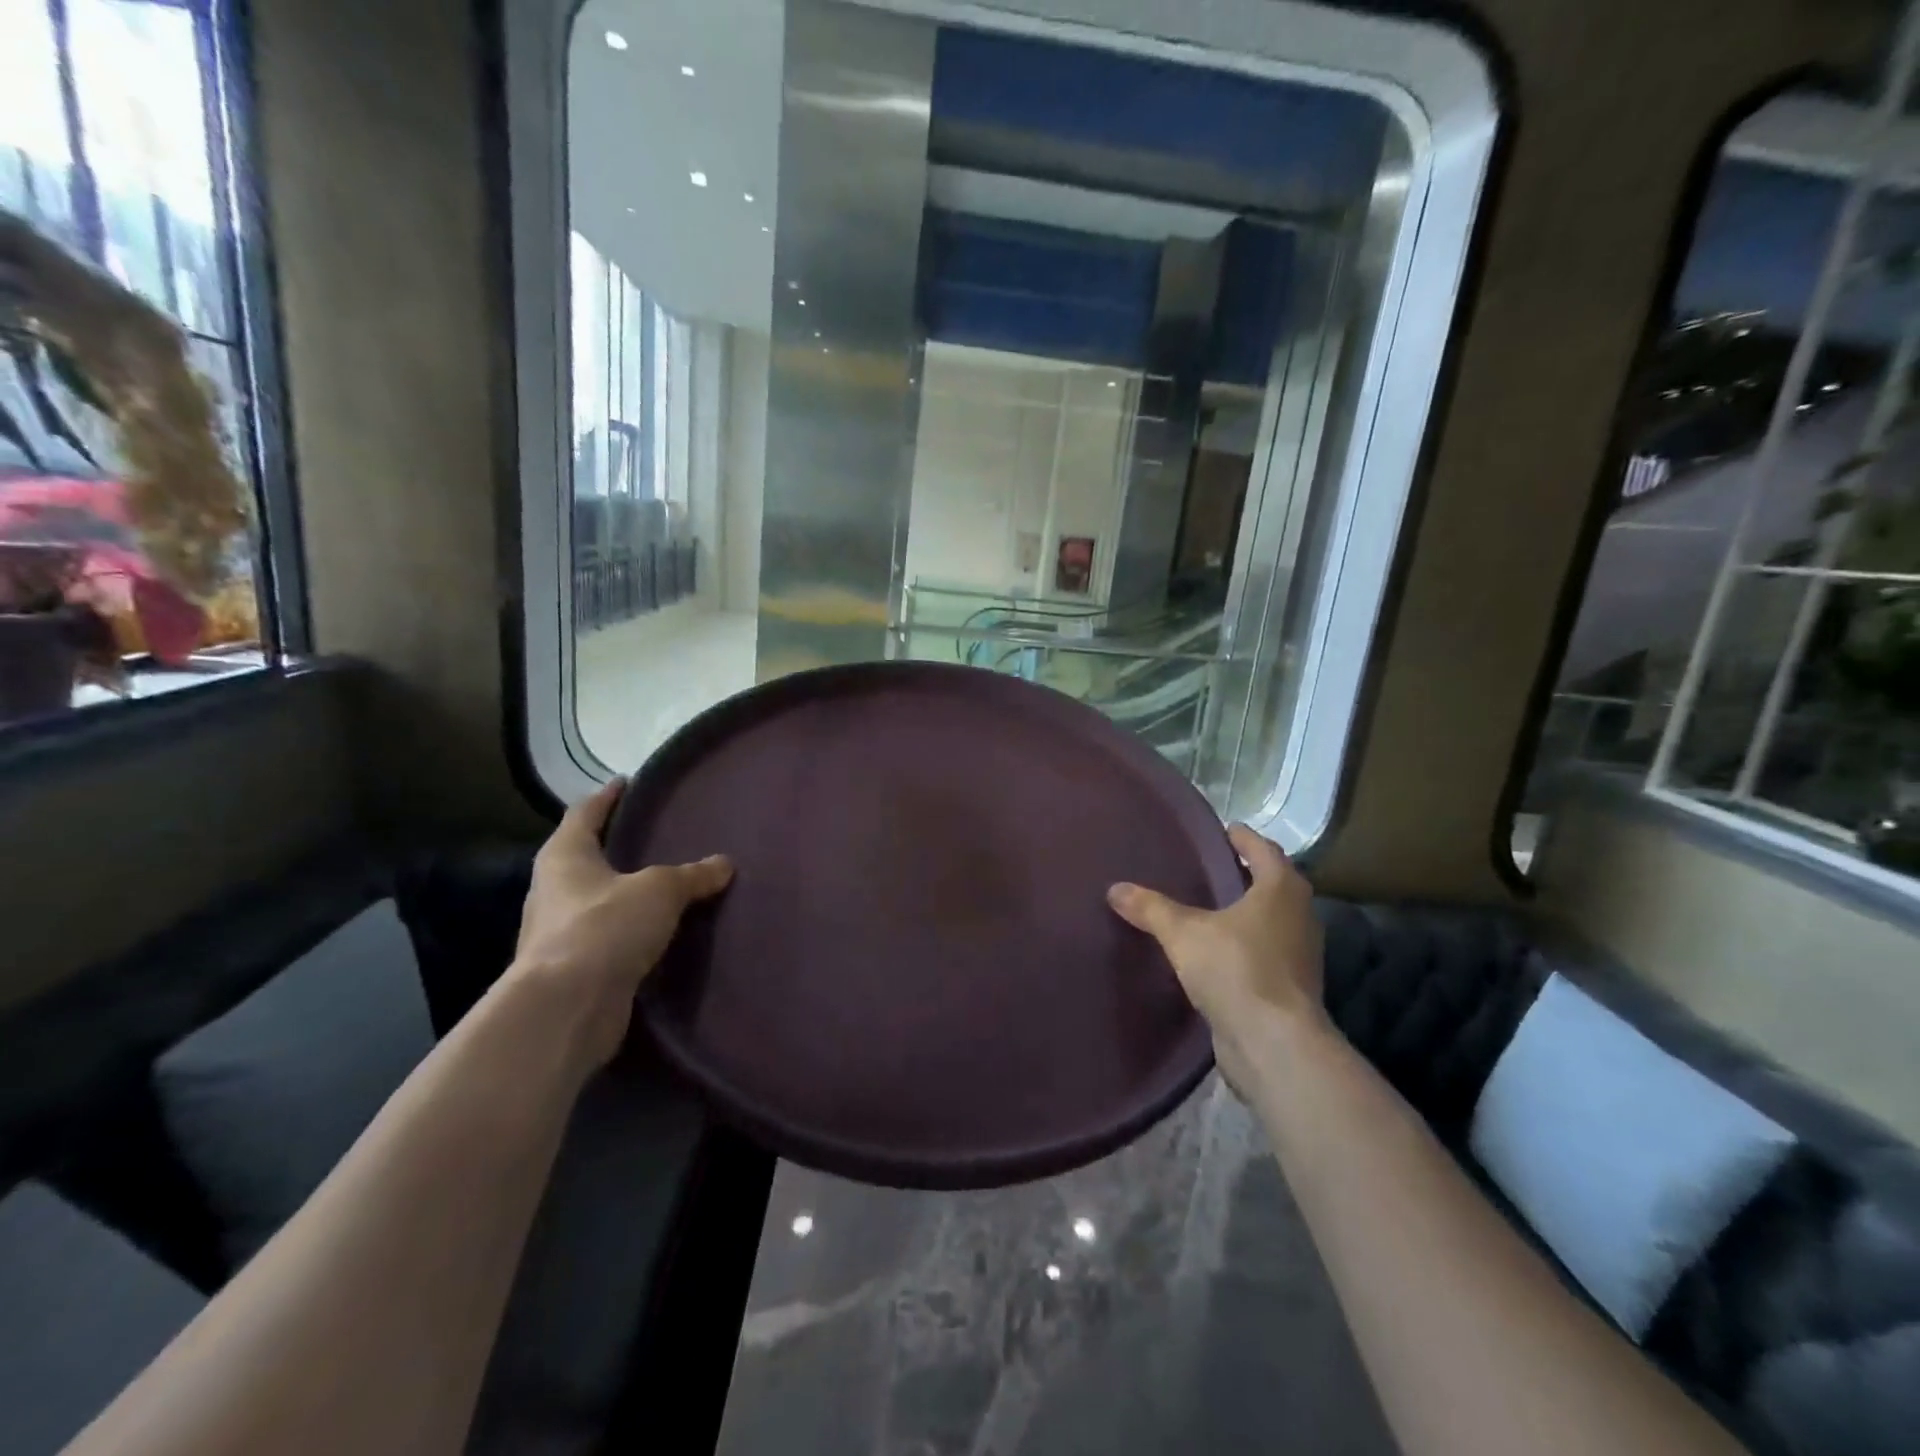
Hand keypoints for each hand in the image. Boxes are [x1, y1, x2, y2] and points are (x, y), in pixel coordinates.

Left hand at [512, 777, 732, 1068]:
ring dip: (626, 891)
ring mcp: (561, 931)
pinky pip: (610, 936)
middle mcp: (555, 889)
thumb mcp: (659, 891)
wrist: (567, 1009)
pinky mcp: (576, 967)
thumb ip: (692, 875)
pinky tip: (661, 929)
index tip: (627, 782)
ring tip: (666, 882)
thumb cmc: (604, 928)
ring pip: (599, 899)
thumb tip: (724, 864)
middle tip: (657, 833)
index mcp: (565, 856)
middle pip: (587, 856)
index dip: (607, 796)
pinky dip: (632, 929)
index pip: (585, 812)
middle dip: (618, 845)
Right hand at [1107, 825, 1326, 1089]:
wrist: (1274, 1044)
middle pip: (1273, 885)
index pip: (1265, 850)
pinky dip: (1244, 945)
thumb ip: (1151, 908)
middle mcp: (1299, 916)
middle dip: (1245, 874)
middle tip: (1208, 868)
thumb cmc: (1236, 970)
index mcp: (1281, 890)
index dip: (1244, 838)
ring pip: (1270, 921)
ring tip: (1207, 908)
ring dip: (1245, 913)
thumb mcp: (1183, 933)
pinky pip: (1265, 953)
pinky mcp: (1291, 988)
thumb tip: (1115, 888)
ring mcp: (1299, 955)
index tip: (1224, 830)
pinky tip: (1214, 952)